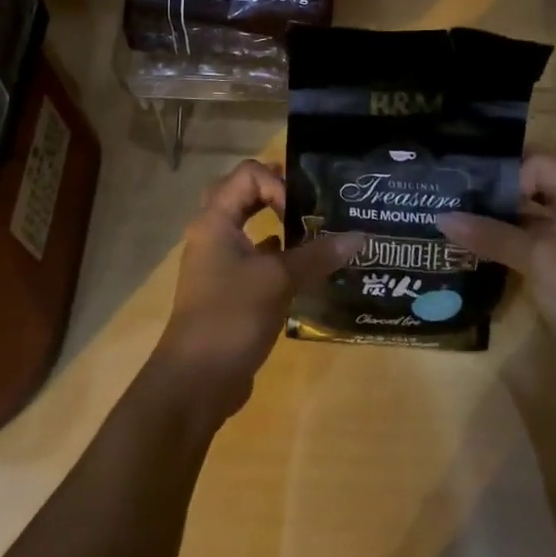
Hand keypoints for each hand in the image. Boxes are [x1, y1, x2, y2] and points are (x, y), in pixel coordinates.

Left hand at [151, 160, 360, 421]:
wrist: (196, 382)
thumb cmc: (231, 317)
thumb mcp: (277, 281)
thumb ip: (317, 256)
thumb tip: (359, 236)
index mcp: (215, 221)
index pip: (248, 175)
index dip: (278, 183)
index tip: (301, 210)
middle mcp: (214, 235)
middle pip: (244, 196)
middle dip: (278, 194)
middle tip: (311, 203)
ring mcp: (219, 265)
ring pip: (250, 230)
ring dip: (280, 227)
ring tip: (318, 232)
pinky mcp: (229, 291)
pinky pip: (256, 261)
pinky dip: (280, 259)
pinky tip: (307, 270)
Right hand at [439, 150, 555, 380]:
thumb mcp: (536, 258)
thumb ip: (491, 234)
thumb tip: (442, 218)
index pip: (540, 163)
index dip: (508, 171)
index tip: (474, 188)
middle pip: (538, 182)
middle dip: (502, 184)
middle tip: (462, 189)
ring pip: (533, 211)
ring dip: (502, 212)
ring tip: (460, 213)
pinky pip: (533, 239)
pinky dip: (508, 237)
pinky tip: (478, 244)